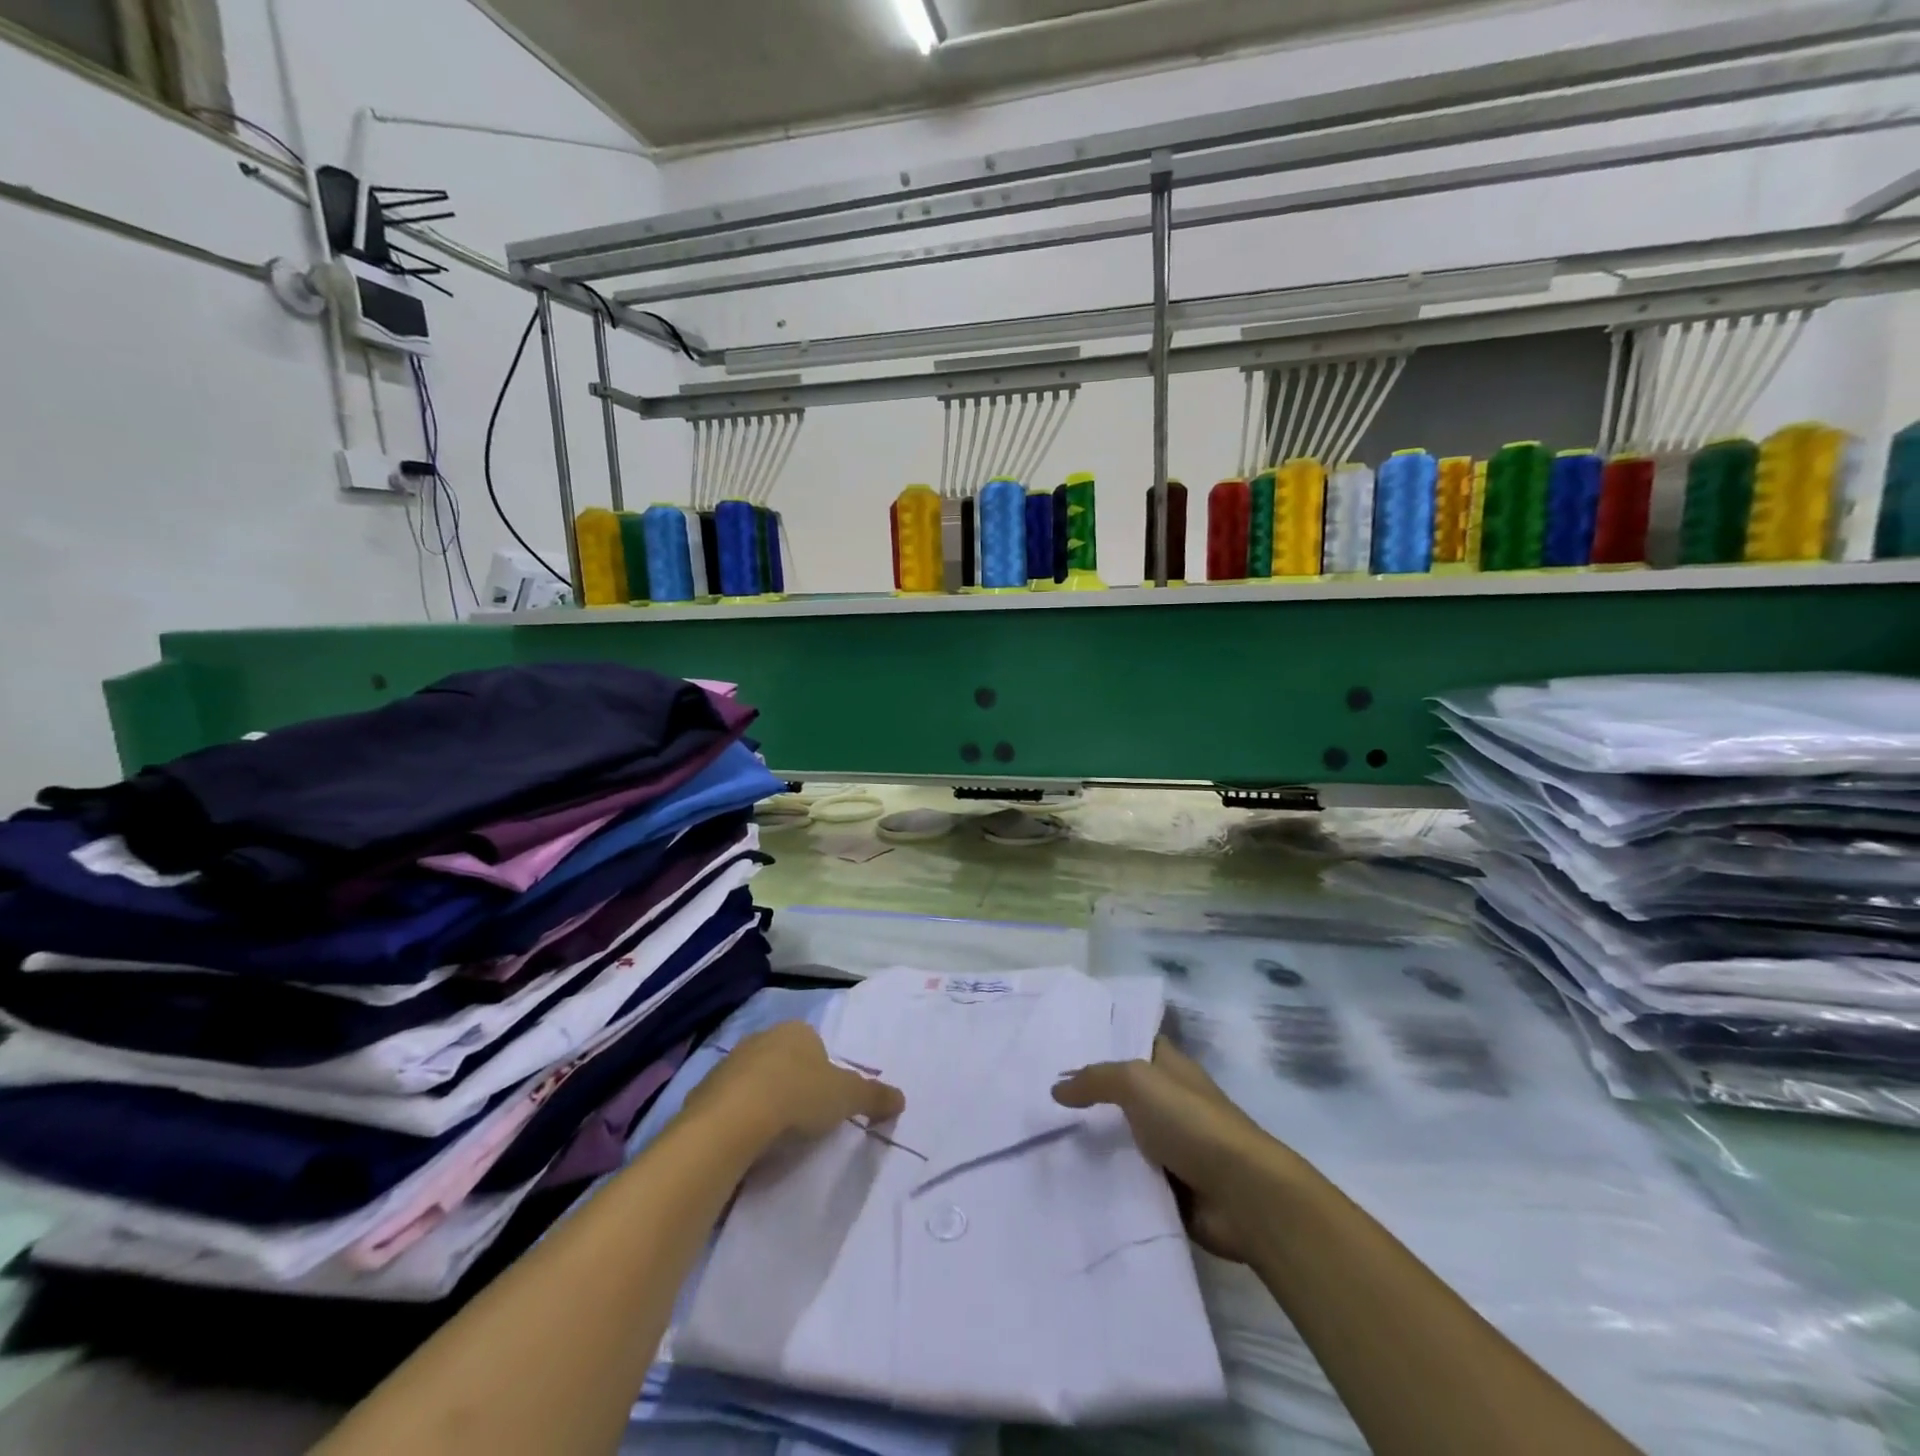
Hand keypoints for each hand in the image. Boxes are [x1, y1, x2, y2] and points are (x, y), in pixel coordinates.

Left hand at [688, 1022, 904, 1146]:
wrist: (733, 1120)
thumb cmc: (798, 1097)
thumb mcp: (847, 1097)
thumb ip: (874, 1096)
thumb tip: (901, 1098)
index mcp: (797, 1031)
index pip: (815, 1046)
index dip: (822, 1073)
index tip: (825, 1103)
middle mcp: (762, 1038)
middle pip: (784, 1061)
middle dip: (792, 1085)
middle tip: (802, 1120)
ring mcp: (729, 1063)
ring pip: (754, 1081)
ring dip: (763, 1101)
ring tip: (773, 1137)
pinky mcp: (703, 1092)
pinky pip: (728, 1104)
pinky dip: (737, 1119)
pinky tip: (745, 1142)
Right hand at [1053, 1037, 1291, 1262]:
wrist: (1243, 1195)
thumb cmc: (1192, 1122)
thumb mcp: (1138, 1082)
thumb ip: (1096, 1079)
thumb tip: (1057, 1087)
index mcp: (1170, 1067)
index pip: (1133, 1043)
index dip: (1102, 1042)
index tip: (1059, 1045)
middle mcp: (1170, 1101)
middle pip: (1122, 1093)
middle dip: (1087, 1095)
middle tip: (1038, 1095)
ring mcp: (1172, 1146)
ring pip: (1122, 1137)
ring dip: (1094, 1141)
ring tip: (1043, 1139)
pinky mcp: (1170, 1188)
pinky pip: (1129, 1178)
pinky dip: (1107, 1179)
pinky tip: (1069, 1179)